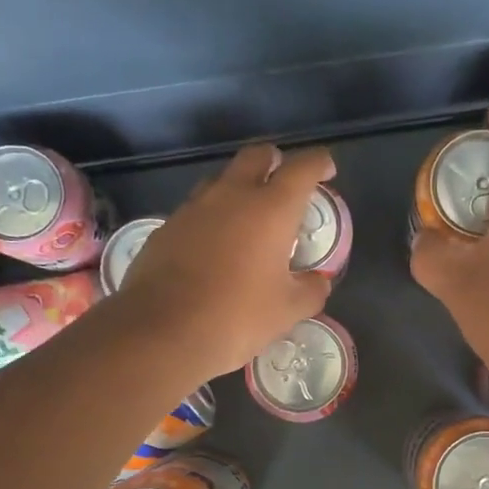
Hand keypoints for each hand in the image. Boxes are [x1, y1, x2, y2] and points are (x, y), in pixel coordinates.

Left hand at [114, 143, 335, 382]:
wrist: (162, 332)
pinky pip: (196, 210)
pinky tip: (214, 247)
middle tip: (285, 185)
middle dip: (275, 161)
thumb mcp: (288, 310)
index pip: (303, 168)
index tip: (326, 171)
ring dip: (240, 188)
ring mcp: (193, 208)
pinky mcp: (166, 227)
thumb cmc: (237, 316)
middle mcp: (232, 196)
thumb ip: (311, 290)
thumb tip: (318, 281)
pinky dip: (212, 218)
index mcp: (271, 209)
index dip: (319, 163)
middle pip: (257, 156)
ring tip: (248, 219)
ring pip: (222, 180)